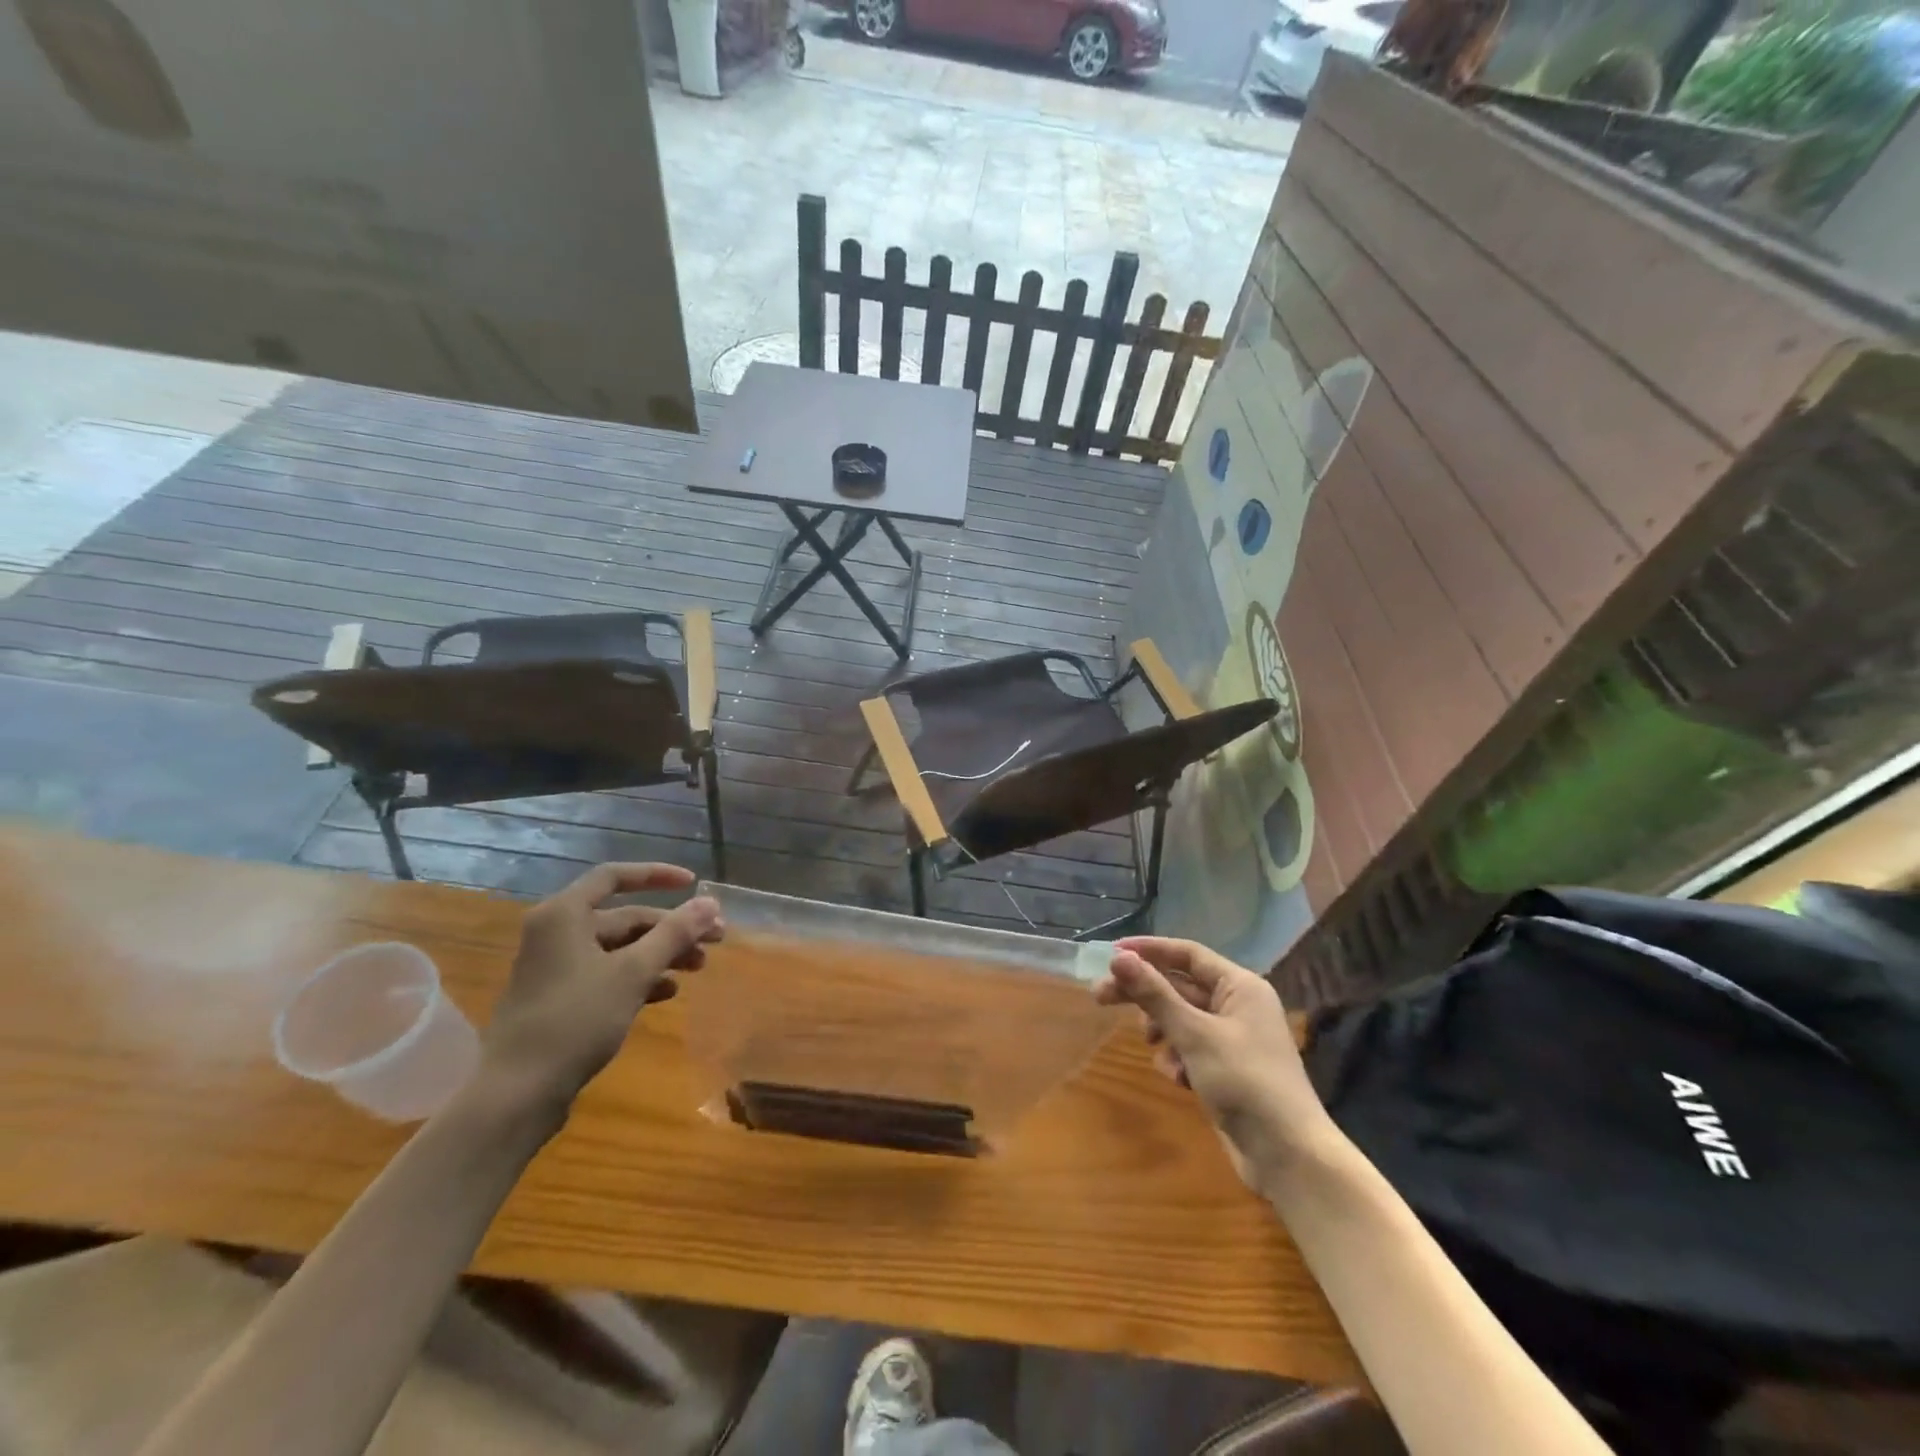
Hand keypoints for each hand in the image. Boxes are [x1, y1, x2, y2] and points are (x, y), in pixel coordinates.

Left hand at [480, 863, 722, 1112]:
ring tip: (698, 969)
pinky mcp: (559, 1000)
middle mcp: (556, 933)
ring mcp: (555, 968)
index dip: (657, 875)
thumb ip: (674, 934)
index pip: (614, 876)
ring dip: (660, 954)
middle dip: (671, 928)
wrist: (517, 1094)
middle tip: (714, 939)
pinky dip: (638, 978)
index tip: (693, 883)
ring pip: (619, 949)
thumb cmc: (575, 1020)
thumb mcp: (633, 972)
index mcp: (564, 915)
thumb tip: (710, 902)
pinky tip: (667, 993)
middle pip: (624, 917)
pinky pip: (607, 974)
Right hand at [1095, 937, 1334, 1190]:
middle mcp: (1237, 1005)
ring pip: (1181, 1019)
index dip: (1149, 950)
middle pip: (1179, 986)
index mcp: (1240, 986)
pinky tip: (1179, 1079)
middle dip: (1144, 994)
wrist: (1289, 1156)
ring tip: (1154, 1048)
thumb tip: (1118, 958)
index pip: (1187, 954)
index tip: (1111, 954)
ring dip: (1163, 1031)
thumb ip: (1154, 994)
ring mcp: (1232, 1039)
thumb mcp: (1194, 1034)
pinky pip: (1190, 1048)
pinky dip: (1178, 1058)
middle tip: (1100, 998)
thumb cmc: (1245, 1082)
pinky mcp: (1225, 1068)